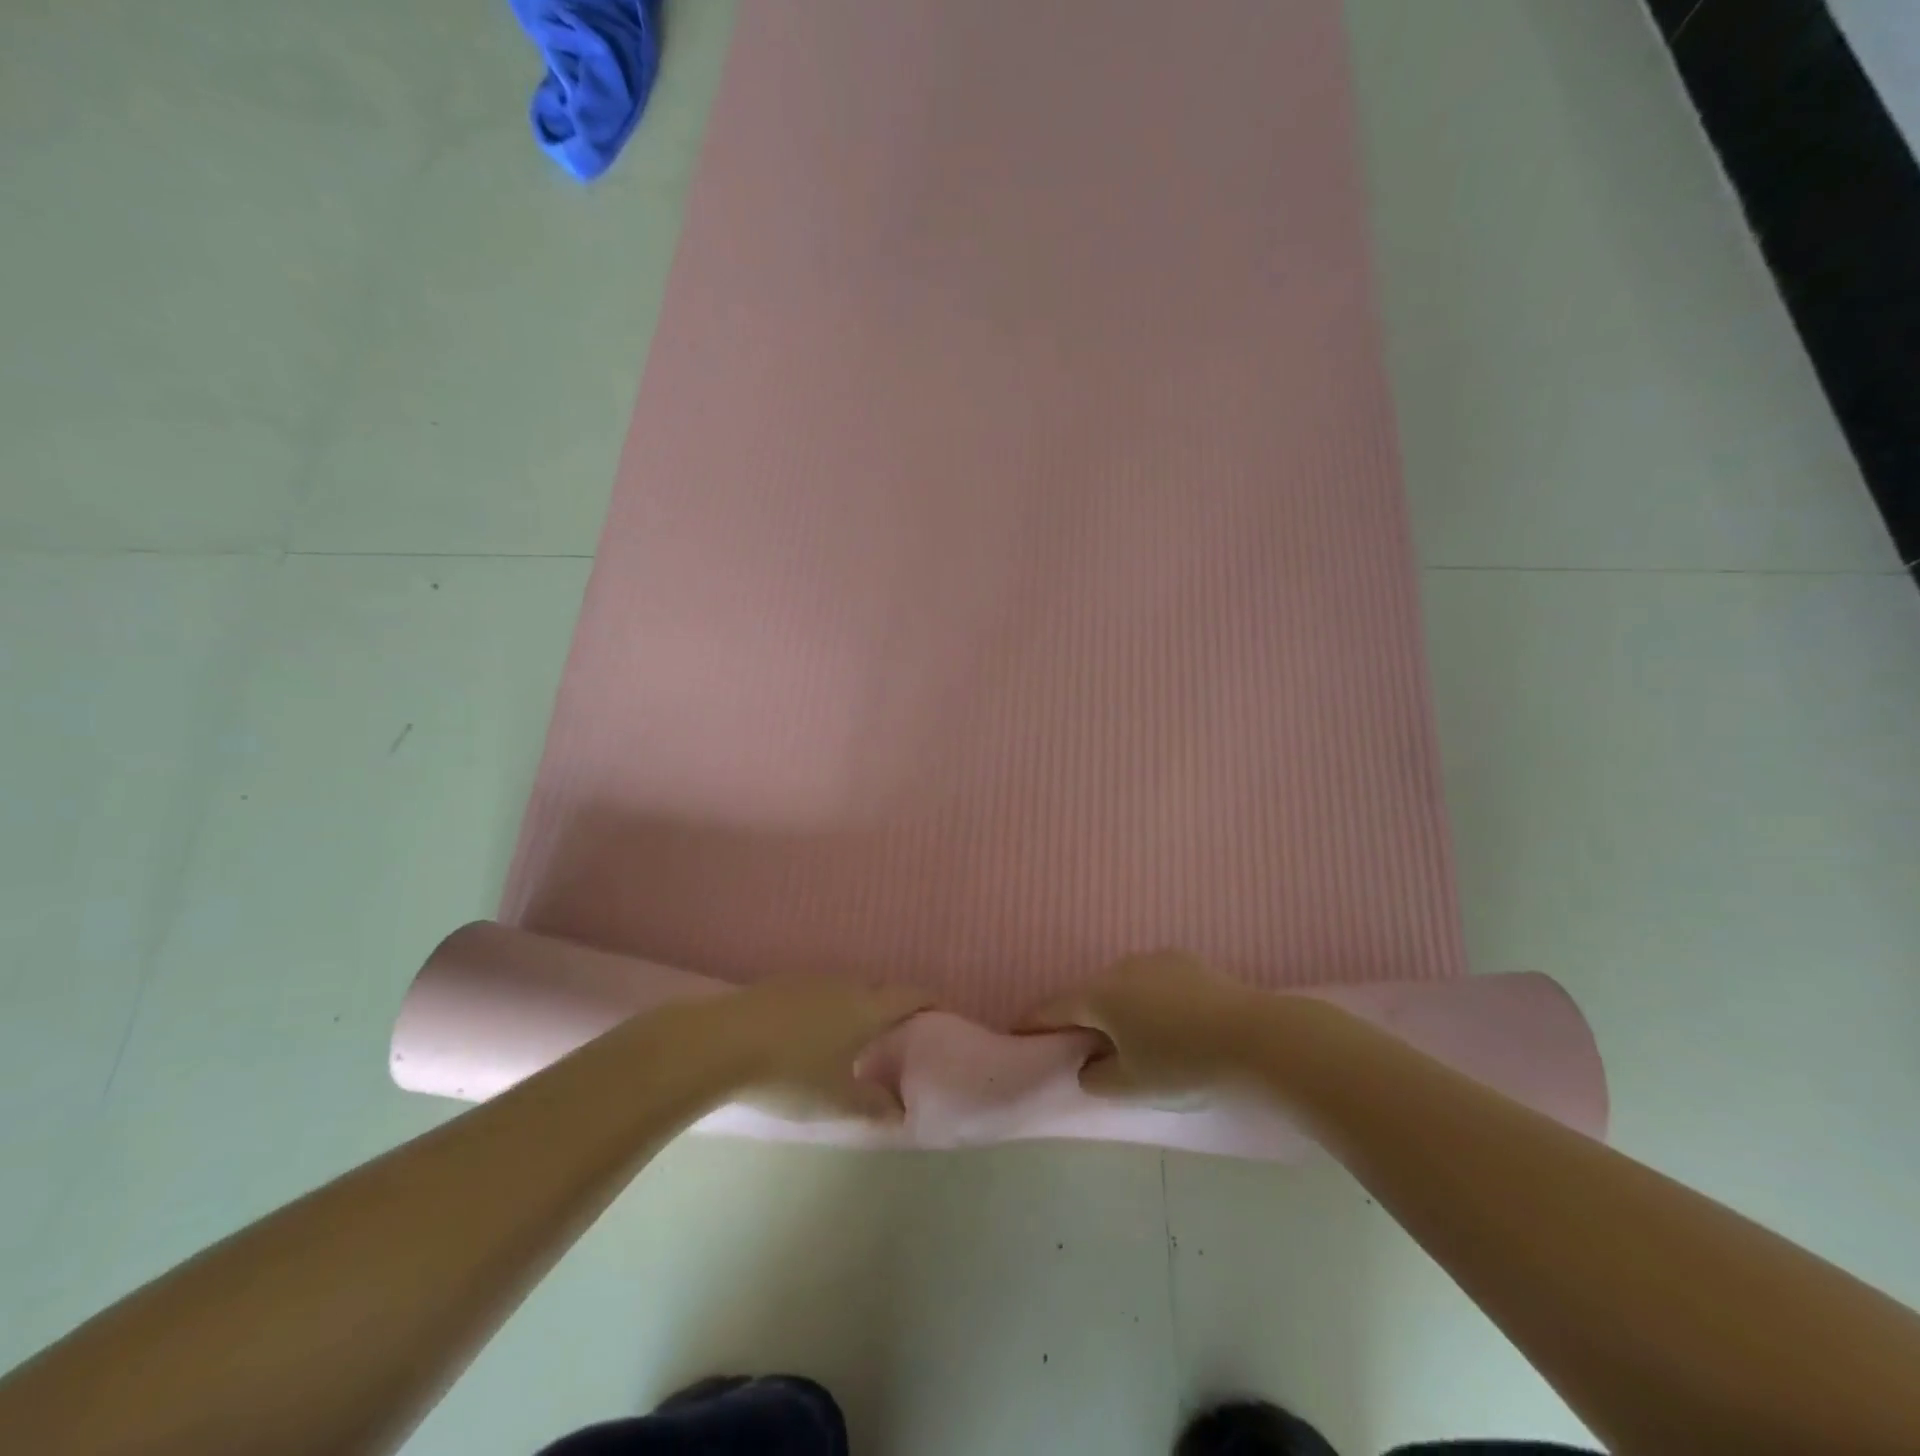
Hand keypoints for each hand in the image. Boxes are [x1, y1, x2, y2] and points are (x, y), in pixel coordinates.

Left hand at [705, 977, 930, 1121]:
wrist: (719, 1044)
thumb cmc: (790, 1073)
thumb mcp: (836, 1100)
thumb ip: (872, 1105)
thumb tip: (899, 1110)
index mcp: (866, 1007)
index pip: (910, 995)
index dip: (928, 1001)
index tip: (939, 1012)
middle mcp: (844, 984)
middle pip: (877, 990)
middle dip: (888, 1008)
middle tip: (892, 1035)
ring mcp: (809, 980)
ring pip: (844, 990)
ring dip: (853, 1007)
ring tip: (848, 1037)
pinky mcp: (779, 984)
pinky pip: (815, 992)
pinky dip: (822, 1009)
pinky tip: (806, 1034)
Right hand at [1021, 951, 1262, 1105]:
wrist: (1257, 1038)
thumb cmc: (1183, 1065)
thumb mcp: (1132, 1086)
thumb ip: (1097, 1078)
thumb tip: (1088, 1066)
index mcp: (1100, 995)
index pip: (1054, 1008)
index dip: (1034, 1022)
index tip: (1017, 1030)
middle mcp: (1122, 967)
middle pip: (1090, 993)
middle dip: (1081, 1017)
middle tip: (1081, 1044)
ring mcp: (1157, 960)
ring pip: (1123, 985)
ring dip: (1118, 1008)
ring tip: (1130, 1036)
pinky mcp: (1188, 962)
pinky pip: (1153, 981)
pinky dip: (1148, 1000)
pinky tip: (1169, 1023)